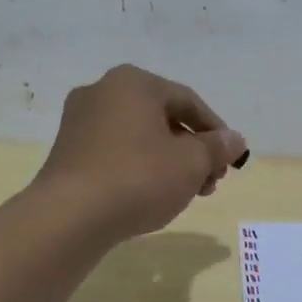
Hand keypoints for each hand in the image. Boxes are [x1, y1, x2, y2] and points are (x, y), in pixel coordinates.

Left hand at [36, 65, 247, 241]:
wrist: (69, 218)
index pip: (189, 102)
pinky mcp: (68, 152)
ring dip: (170, 162)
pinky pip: (116, 153)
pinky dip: (140, 169)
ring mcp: (80, 121)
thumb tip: (234, 139)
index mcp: (134, 83)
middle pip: (164, 119)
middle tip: (211, 181)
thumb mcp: (191, 163)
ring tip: (186, 194)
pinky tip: (152, 196)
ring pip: (140, 137)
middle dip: (193, 151)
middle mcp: (103, 92)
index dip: (216, 132)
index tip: (230, 160)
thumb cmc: (138, 178)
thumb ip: (217, 147)